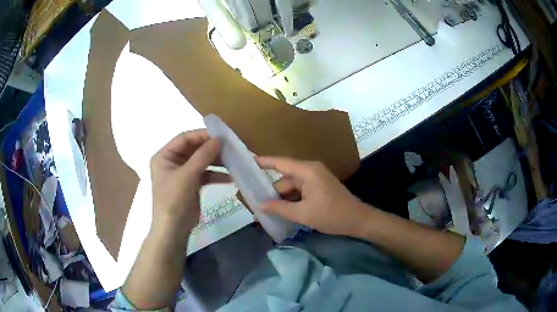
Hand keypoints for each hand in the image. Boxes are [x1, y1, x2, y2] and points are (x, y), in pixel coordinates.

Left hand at [150, 130, 229, 239]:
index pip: (184, 138)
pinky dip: (217, 175)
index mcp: (164, 155)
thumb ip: (203, 155)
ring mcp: (182, 173)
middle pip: (194, 149)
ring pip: (202, 162)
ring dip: (217, 162)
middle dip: (212, 149)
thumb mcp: (188, 175)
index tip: (221, 135)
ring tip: (234, 161)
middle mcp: (172, 161)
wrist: (174, 229)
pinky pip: (206, 175)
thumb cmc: (174, 199)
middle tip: (231, 147)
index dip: (202, 135)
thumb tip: (219, 138)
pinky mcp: (191, 184)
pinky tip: (231, 177)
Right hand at [257, 156, 370, 235]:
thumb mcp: (303, 213)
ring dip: (282, 198)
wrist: (358, 220)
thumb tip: (259, 205)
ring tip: (267, 211)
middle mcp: (310, 170)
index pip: (280, 162)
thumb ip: (280, 208)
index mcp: (307, 171)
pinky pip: (300, 191)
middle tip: (256, 205)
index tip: (247, 162)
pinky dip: (291, 200)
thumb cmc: (332, 215)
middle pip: (285, 179)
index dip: (263, 162)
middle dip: (272, 192)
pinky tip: (283, 211)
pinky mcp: (319, 187)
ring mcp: (315, 179)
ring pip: (291, 187)